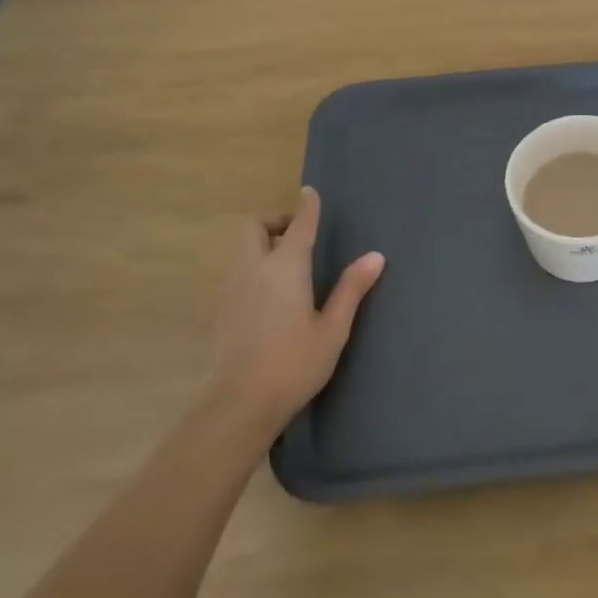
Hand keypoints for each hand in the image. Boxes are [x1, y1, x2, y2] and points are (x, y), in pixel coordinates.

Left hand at [208, 187, 383, 427]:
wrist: (239, 404)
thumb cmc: (294, 364)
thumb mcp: (333, 328)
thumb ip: (352, 288)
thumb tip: (376, 256)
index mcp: (285, 267)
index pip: (298, 225)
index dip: (307, 206)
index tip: (311, 192)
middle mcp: (254, 268)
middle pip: (254, 227)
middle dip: (275, 222)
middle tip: (299, 235)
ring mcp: (232, 289)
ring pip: (242, 249)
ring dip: (263, 243)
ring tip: (288, 263)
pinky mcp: (221, 309)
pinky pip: (237, 270)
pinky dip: (253, 265)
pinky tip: (271, 292)